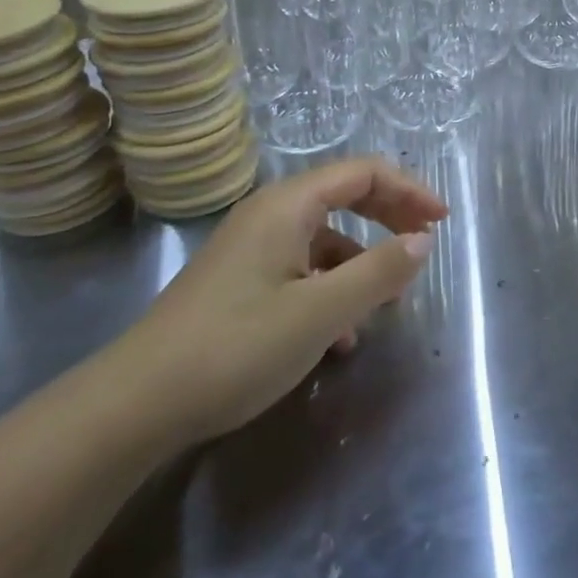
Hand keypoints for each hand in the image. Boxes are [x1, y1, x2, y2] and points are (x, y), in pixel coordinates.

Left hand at [108, 157, 447, 448]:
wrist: (135, 405)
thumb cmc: (236, 347)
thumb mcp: (321, 313)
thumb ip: (379, 272)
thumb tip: (423, 241)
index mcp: (289, 206)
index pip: (363, 172)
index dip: (409, 190)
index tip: (442, 221)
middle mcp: (270, 215)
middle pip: (345, 197)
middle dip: (390, 218)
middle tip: (424, 245)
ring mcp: (251, 248)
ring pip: (324, 239)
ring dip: (361, 262)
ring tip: (383, 304)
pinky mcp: (240, 282)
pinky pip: (301, 269)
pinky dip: (331, 289)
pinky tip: (338, 338)